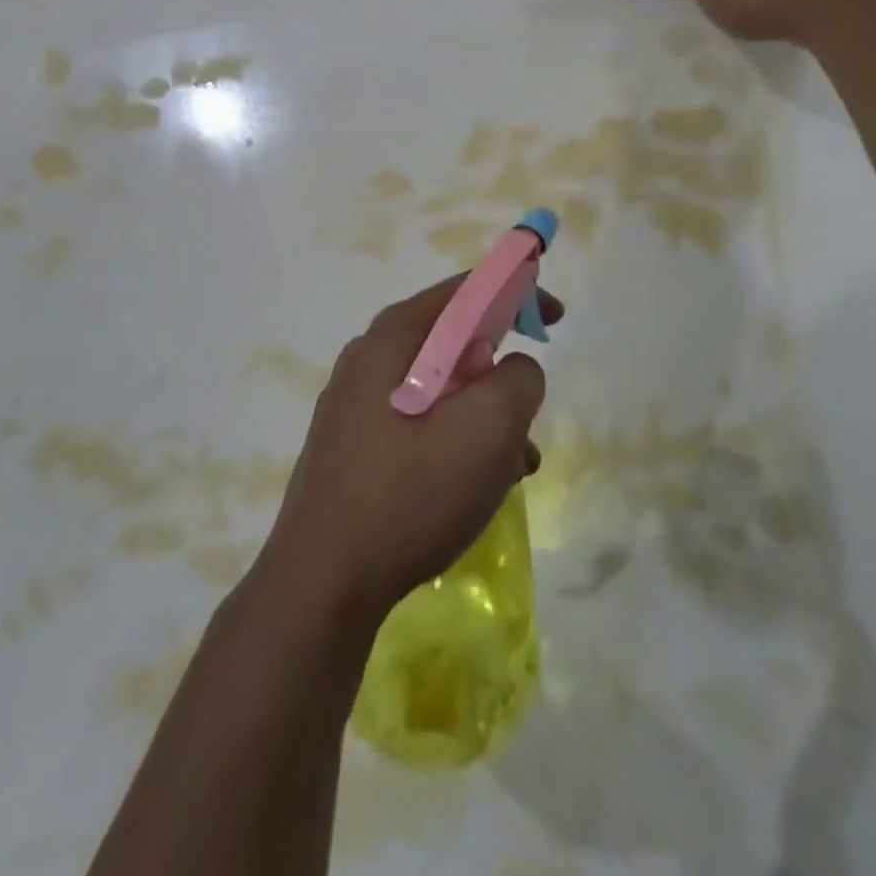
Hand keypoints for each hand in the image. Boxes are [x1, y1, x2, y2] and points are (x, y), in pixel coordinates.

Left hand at [262, 276, 560, 614]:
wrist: (322, 585)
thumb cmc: (410, 492)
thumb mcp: (488, 427)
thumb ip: (519, 379)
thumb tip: (514, 370)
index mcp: (395, 336)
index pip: (466, 289)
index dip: (517, 292)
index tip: (554, 319)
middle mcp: (369, 358)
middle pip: (453, 341)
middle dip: (501, 371)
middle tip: (528, 411)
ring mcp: (355, 405)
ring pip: (441, 390)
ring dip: (485, 417)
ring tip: (514, 467)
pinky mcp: (353, 448)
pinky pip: (419, 425)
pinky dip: (456, 441)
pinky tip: (476, 488)